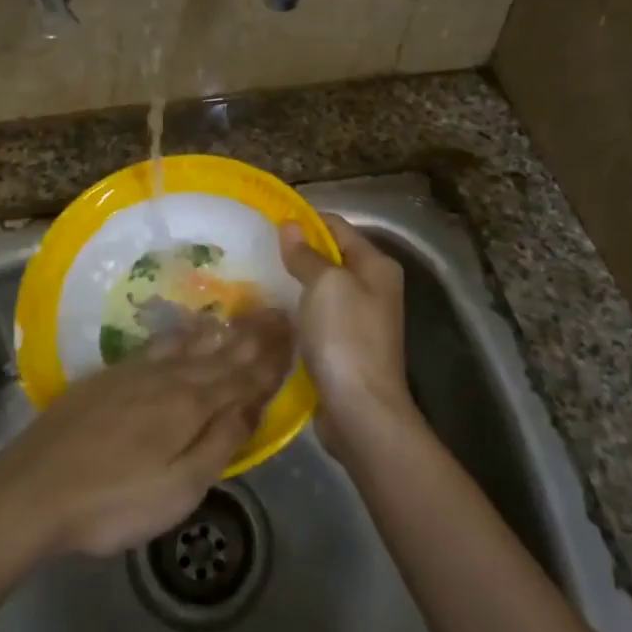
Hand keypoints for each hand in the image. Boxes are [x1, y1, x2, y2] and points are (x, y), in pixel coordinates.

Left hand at [0, 309, 293, 556]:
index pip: (241, 377)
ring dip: (221, 331)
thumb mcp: (178, 489)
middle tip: (278, 312)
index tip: (293, 332)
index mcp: (190, 406)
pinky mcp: (111, 376)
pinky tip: (187, 331)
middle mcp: (169, 378)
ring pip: (190, 344)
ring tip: (242, 316)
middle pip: (219, 354)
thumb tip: (253, 404)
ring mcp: (136, 373)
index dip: (269, 358)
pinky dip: (184, 334)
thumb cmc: (113, 502)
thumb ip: (219, 442)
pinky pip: (161, 344)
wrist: (34, 488)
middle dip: (252, 336)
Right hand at [280, 214, 415, 458]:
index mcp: (376, 265)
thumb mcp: (325, 285)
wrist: (361, 410)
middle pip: (330, 256)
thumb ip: (306, 254)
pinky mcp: (344, 345)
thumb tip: (289, 224)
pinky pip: (317, 316)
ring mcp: (360, 319)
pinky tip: (270, 311)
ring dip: (293, 283)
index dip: (305, 220)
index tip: (267, 220)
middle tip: (256, 249)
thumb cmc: (346, 337)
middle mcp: (373, 287)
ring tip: (255, 276)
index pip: (337, 226)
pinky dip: (297, 311)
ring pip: (321, 288)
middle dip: (296, 252)